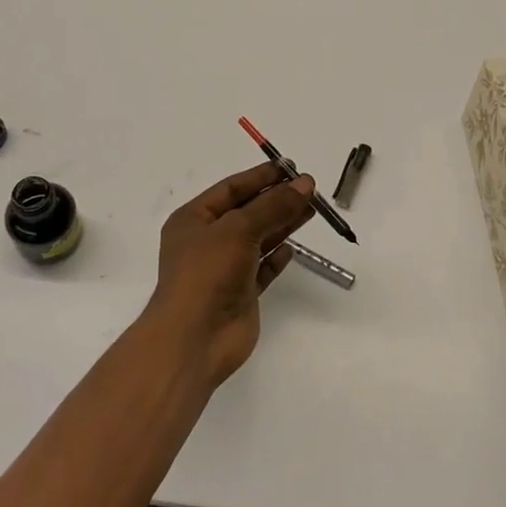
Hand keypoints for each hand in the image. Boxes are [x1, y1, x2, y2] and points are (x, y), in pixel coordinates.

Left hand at [147, 161, 315, 386]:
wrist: (194, 339)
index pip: (231, 189)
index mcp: (193, 219)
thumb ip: (274, 206)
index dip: (260, 177)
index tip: (291, 167)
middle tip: (310, 188)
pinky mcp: (240, 294)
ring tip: (312, 209)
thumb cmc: (207, 272)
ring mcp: (223, 269)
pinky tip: (291, 249)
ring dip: (283, 224)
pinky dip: (276, 258)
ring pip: (258, 239)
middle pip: (247, 212)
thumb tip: (305, 183)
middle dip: (277, 200)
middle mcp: (207, 241)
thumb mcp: (239, 229)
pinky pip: (262, 269)